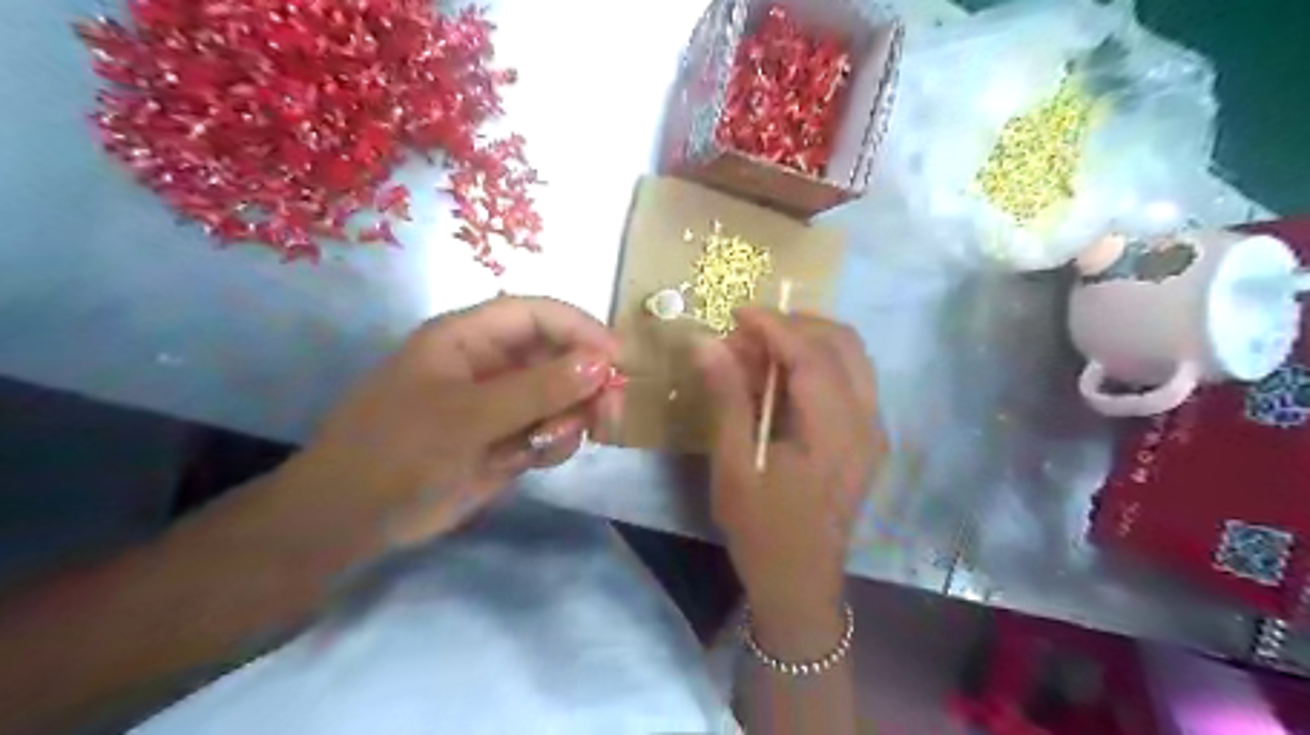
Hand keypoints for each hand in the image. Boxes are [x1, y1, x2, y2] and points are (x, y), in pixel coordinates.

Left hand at [271, 295, 620, 554]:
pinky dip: (557, 443)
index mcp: (468, 338)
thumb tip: (601, 363)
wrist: (354, 521)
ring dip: (572, 417)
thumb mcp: (467, 416)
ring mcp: (501, 404)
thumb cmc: (398, 451)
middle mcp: (491, 364)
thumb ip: (537, 389)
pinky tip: (535, 459)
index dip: (580, 328)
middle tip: (608, 414)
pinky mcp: (508, 439)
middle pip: (559, 356)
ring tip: (551, 444)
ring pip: (562, 397)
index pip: (537, 314)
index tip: (618, 359)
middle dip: (586, 381)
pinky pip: (552, 430)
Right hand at [695, 308, 879, 648]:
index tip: (736, 312)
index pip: (810, 355)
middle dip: (795, 325)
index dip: (773, 325)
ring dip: (809, 341)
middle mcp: (866, 421)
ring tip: (761, 351)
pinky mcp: (869, 438)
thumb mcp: (734, 465)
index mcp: (834, 431)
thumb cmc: (761, 529)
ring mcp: (874, 429)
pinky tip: (783, 378)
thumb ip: (726, 398)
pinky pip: (851, 379)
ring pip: (853, 357)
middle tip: (747, 335)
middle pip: (843, 344)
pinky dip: (819, 363)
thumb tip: (706, 344)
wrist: (800, 583)